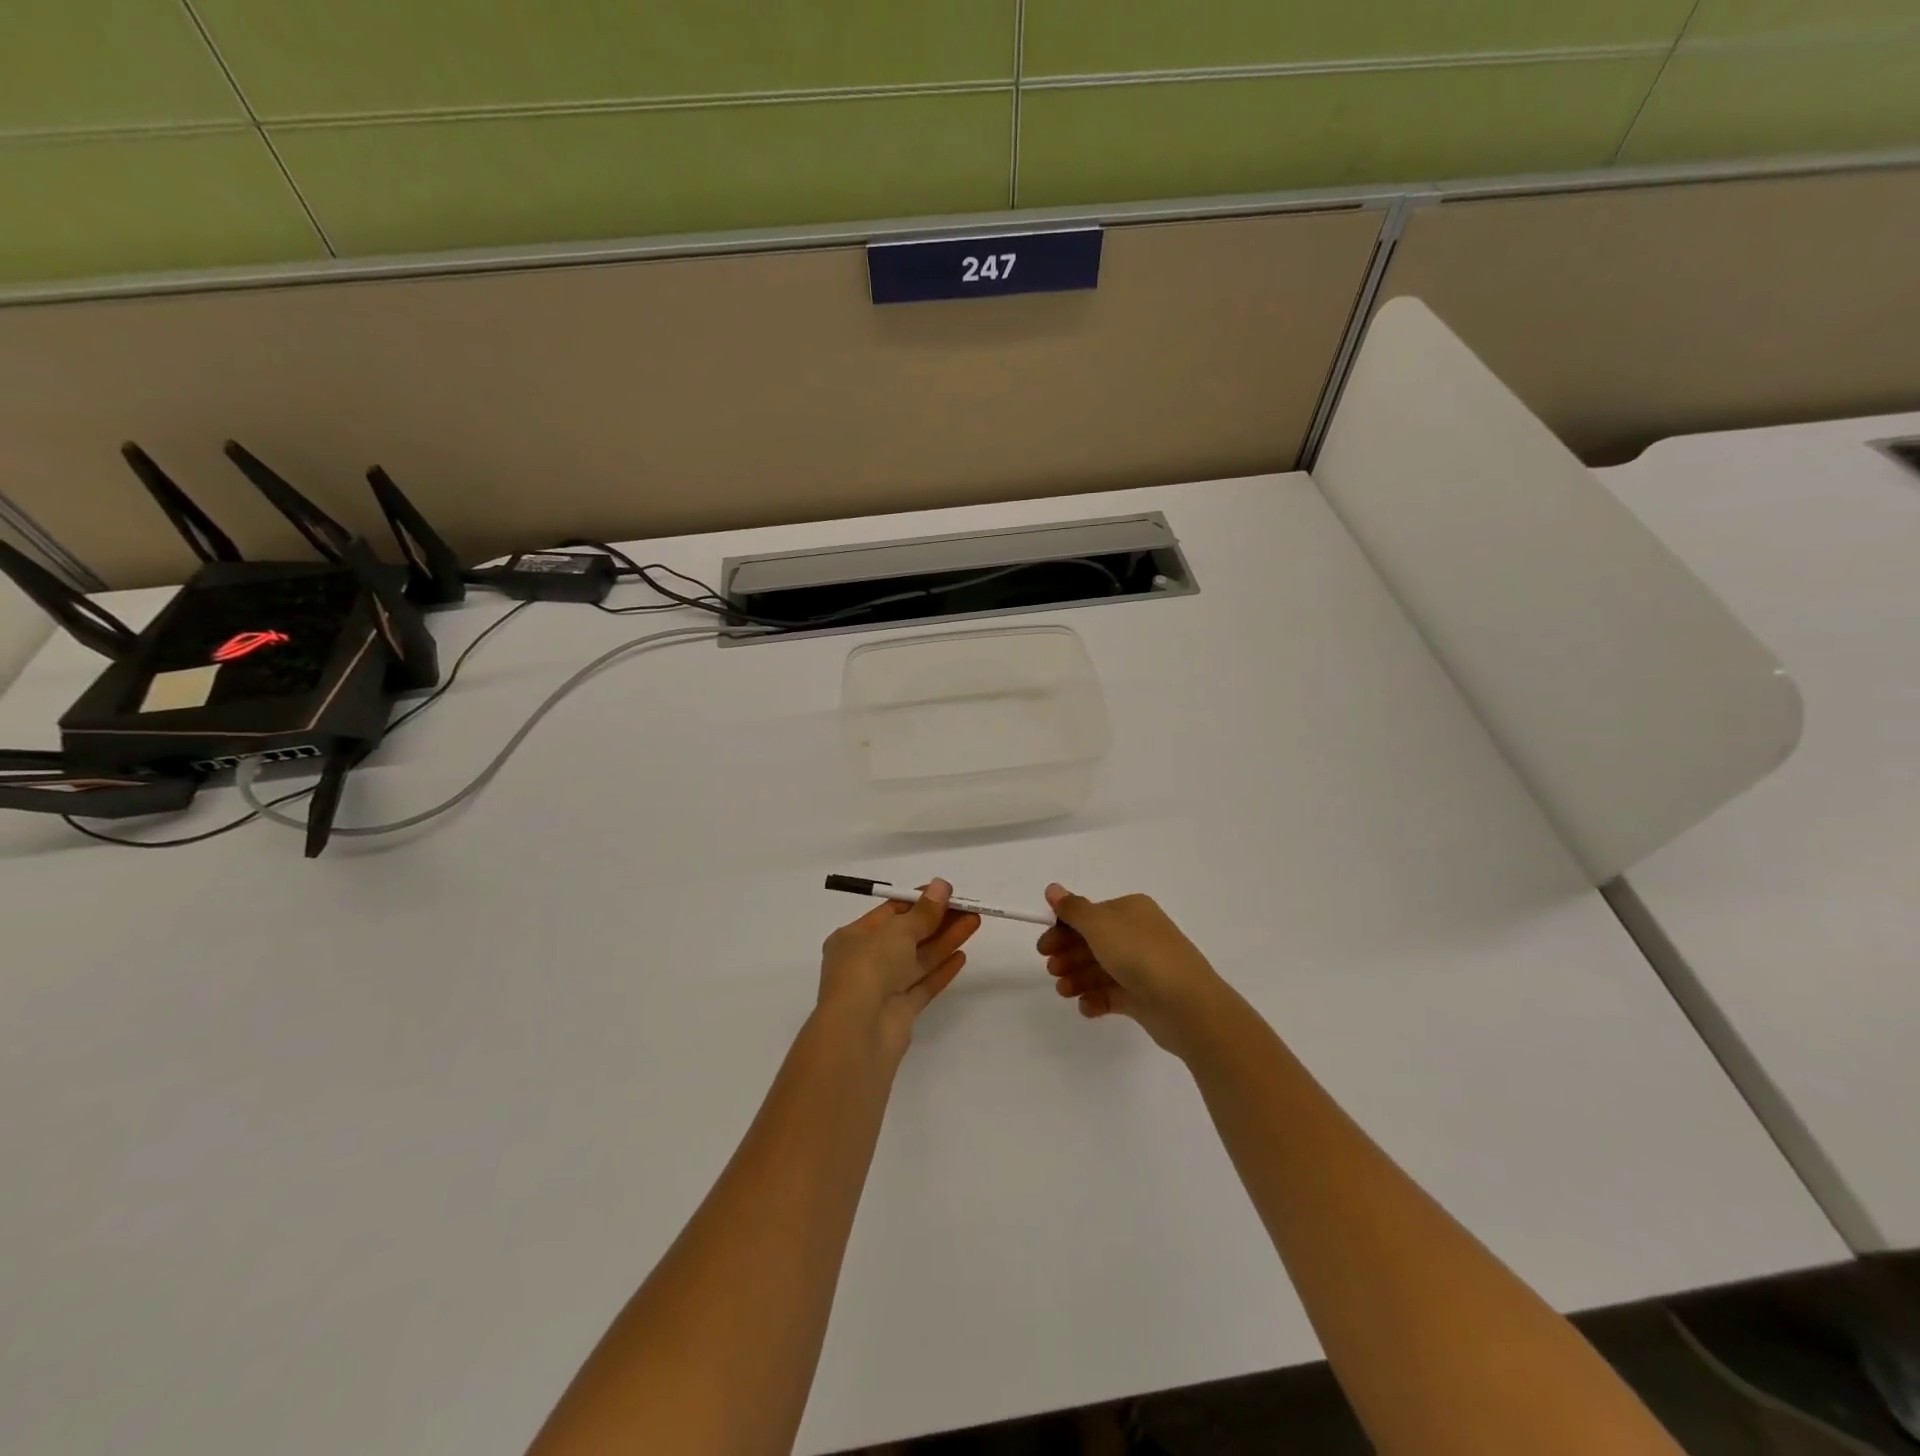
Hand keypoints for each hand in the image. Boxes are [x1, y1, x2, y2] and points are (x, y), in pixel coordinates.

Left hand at [817, 879, 980, 1059]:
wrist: (859, 1031)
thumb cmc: (869, 967)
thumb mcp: (897, 930)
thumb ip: (924, 911)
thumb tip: (941, 885)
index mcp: (853, 937)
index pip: (890, 913)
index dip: (919, 901)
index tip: (946, 893)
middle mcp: (866, 961)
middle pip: (908, 935)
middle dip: (938, 920)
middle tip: (968, 907)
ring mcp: (883, 988)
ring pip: (919, 959)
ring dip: (946, 940)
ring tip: (975, 922)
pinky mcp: (900, 1012)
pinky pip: (923, 985)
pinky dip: (941, 970)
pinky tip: (962, 956)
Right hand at [1038, 884, 1232, 1057]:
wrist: (1186, 1004)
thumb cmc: (1139, 954)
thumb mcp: (1099, 925)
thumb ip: (1073, 909)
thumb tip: (1053, 888)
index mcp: (1131, 911)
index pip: (1090, 915)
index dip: (1063, 928)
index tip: (1043, 947)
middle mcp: (1138, 934)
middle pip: (1093, 942)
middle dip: (1069, 955)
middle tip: (1050, 969)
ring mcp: (1144, 967)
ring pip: (1101, 969)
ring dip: (1078, 978)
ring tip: (1063, 991)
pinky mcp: (1145, 997)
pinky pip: (1114, 994)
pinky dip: (1097, 999)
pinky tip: (1085, 1006)